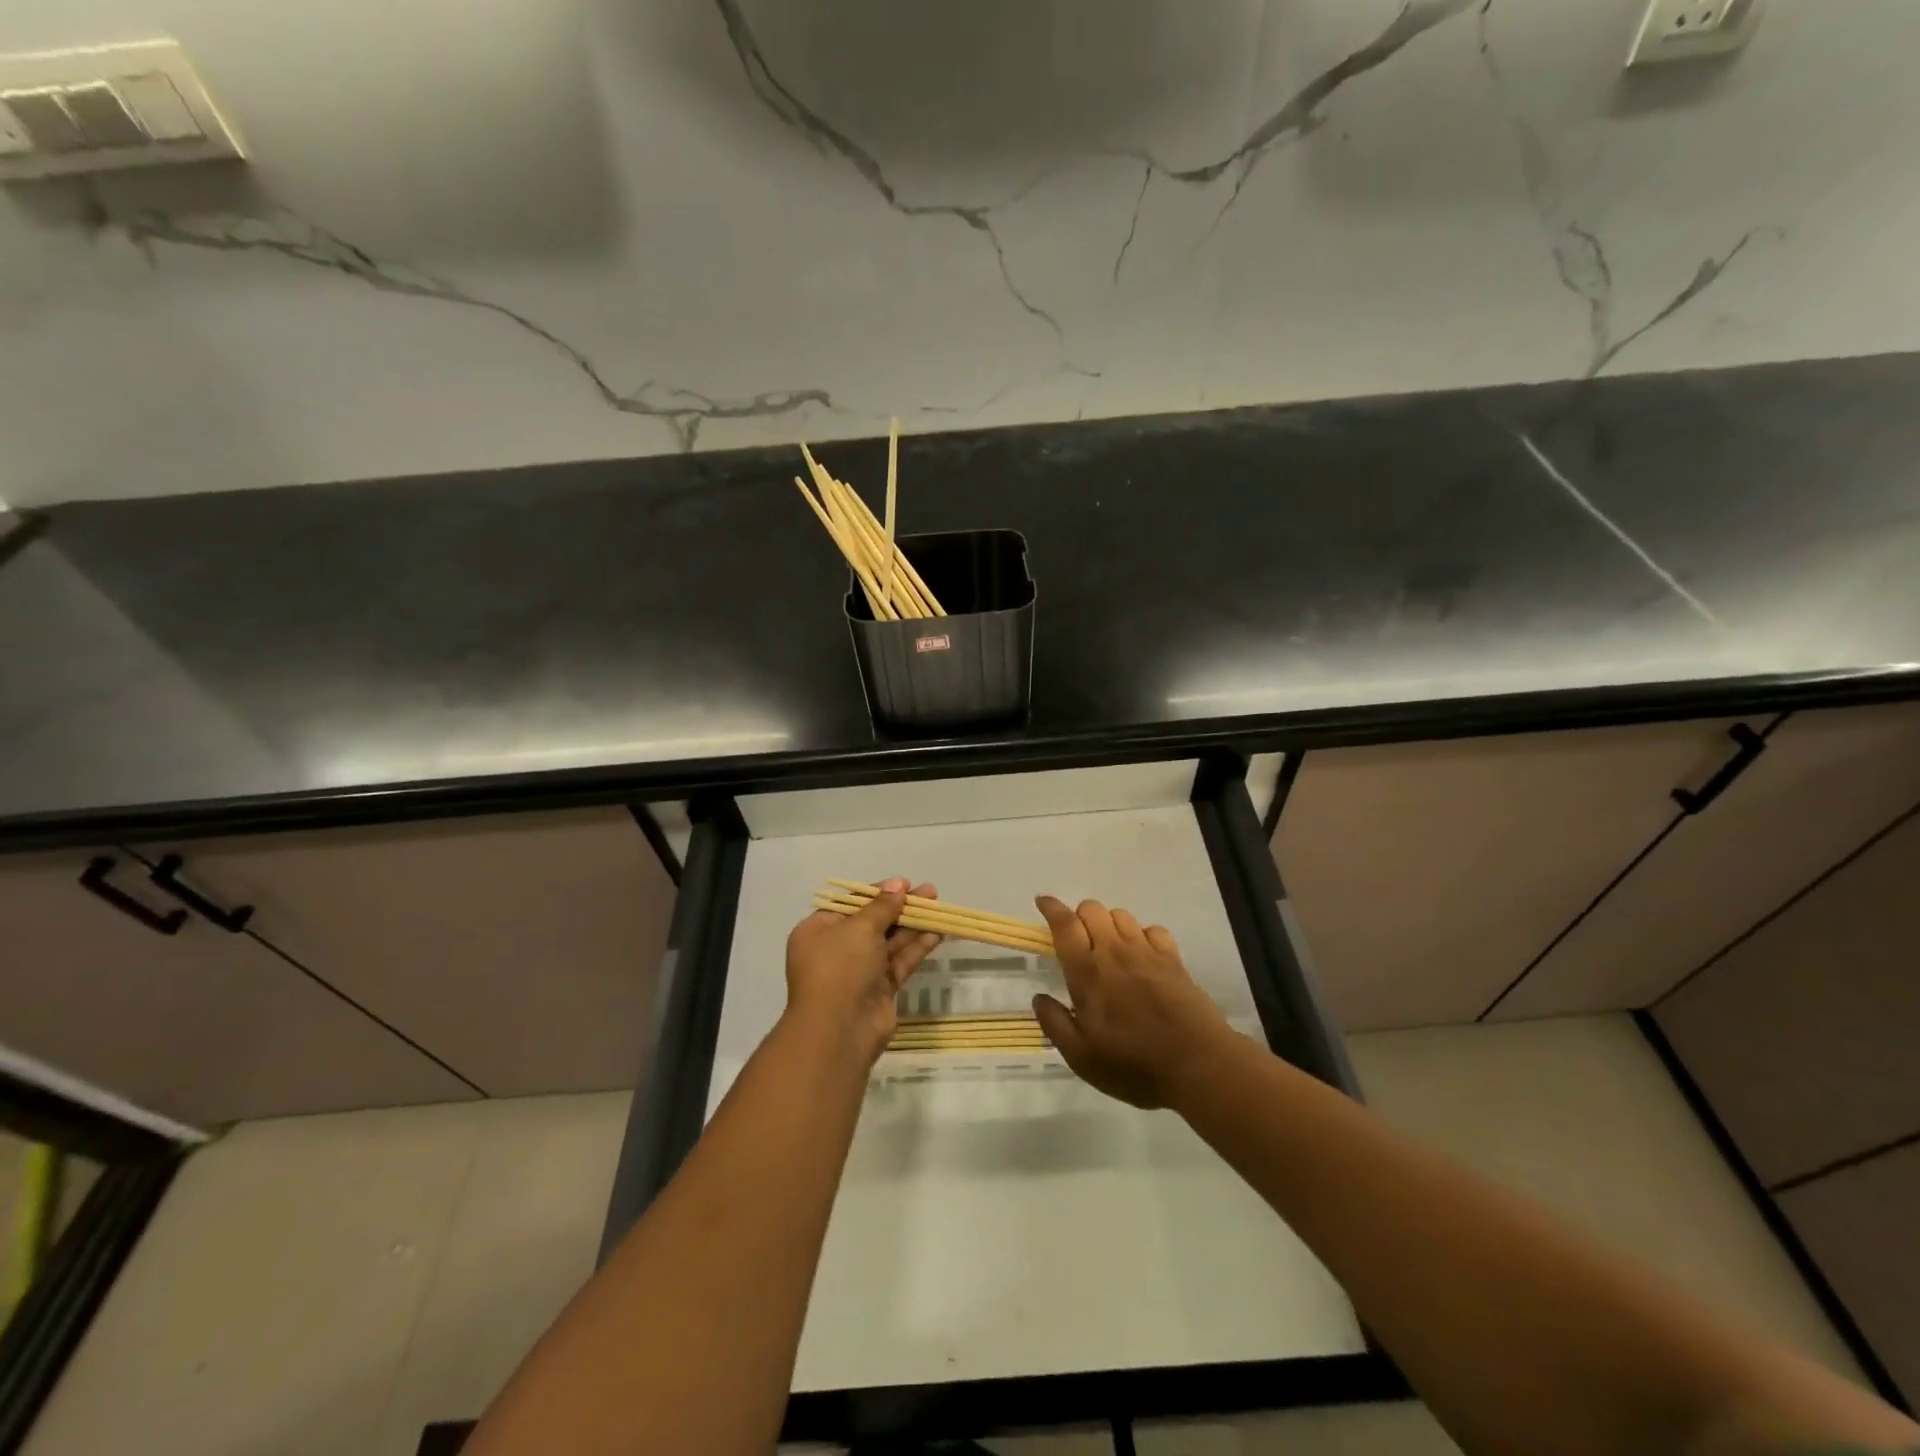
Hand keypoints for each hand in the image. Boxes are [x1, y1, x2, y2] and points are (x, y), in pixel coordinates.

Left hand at [784, 878, 940, 1063]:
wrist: (839, 1030)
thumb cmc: (840, 967)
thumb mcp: (859, 928)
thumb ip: (882, 906)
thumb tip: (898, 884)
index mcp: (818, 931)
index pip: (850, 904)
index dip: (877, 893)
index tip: (904, 884)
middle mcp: (837, 949)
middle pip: (873, 922)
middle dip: (900, 907)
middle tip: (929, 893)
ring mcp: (859, 971)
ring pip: (890, 942)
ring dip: (913, 924)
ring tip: (939, 906)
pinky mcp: (880, 989)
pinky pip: (900, 961)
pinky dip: (917, 947)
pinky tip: (937, 932)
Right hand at [1032, 896, 1232, 1108]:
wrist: (1198, 1065)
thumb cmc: (1134, 1065)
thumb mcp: (1082, 1058)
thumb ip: (1055, 1024)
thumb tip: (1038, 997)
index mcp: (1087, 973)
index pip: (1065, 924)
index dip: (1051, 907)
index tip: (1042, 902)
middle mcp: (1115, 952)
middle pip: (1092, 909)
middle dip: (1079, 917)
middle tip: (1078, 943)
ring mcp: (1147, 952)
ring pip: (1120, 915)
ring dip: (1108, 924)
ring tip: (1108, 949)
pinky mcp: (1173, 959)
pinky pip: (1152, 929)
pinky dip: (1141, 934)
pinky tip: (1142, 955)